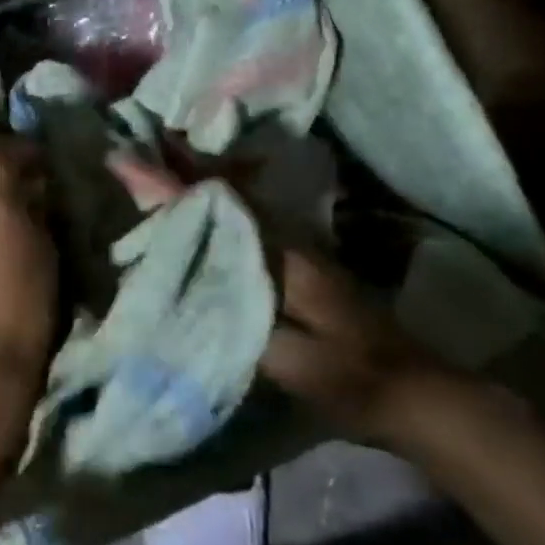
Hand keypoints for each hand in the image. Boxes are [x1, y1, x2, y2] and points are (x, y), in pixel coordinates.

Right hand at [108, 150, 446, 445]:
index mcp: (281, 253)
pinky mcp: (295, 270)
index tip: (129, 157)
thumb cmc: (349, 376)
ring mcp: (293, 252)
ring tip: (154, 167)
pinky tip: (193, 215)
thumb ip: (234, 313)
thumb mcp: (288, 356)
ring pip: (234, 206)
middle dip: (179, 168)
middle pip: (224, 192)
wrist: (415, 395)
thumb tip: (181, 280)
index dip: (171, 182)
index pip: (217, 204)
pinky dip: (213, 211)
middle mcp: (285, 239)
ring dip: (195, 185)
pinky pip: (242, 227)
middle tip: (135, 149)